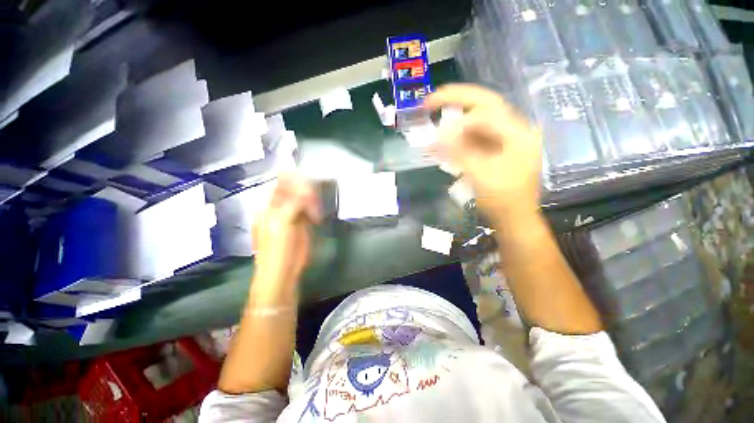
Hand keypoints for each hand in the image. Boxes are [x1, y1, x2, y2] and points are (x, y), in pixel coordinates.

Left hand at [253, 174, 321, 291]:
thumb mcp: (282, 222)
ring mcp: (292, 213)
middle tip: (314, 199)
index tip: (307, 180)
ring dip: (312, 199)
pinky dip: (315, 208)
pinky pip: (310, 208)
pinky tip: (317, 216)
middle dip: (305, 189)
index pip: (279, 182)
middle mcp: (280, 205)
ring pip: (304, 197)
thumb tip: (308, 190)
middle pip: (294, 188)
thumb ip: (294, 203)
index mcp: (269, 204)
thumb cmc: (278, 247)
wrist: (284, 269)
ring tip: (316, 211)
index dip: (292, 178)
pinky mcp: (303, 221)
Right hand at [425, 84, 542, 223]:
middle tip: (430, 102)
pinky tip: (444, 143)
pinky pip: (474, 137)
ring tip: (434, 124)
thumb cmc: (502, 200)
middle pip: (483, 106)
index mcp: (518, 133)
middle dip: (457, 100)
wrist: (514, 219)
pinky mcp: (495, 151)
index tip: (433, 121)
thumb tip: (439, 133)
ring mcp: (504, 140)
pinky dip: (457, 138)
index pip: (486, 109)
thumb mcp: (480, 175)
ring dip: (454, 122)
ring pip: (477, 122)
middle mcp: (513, 131)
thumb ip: (460, 151)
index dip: (457, 113)